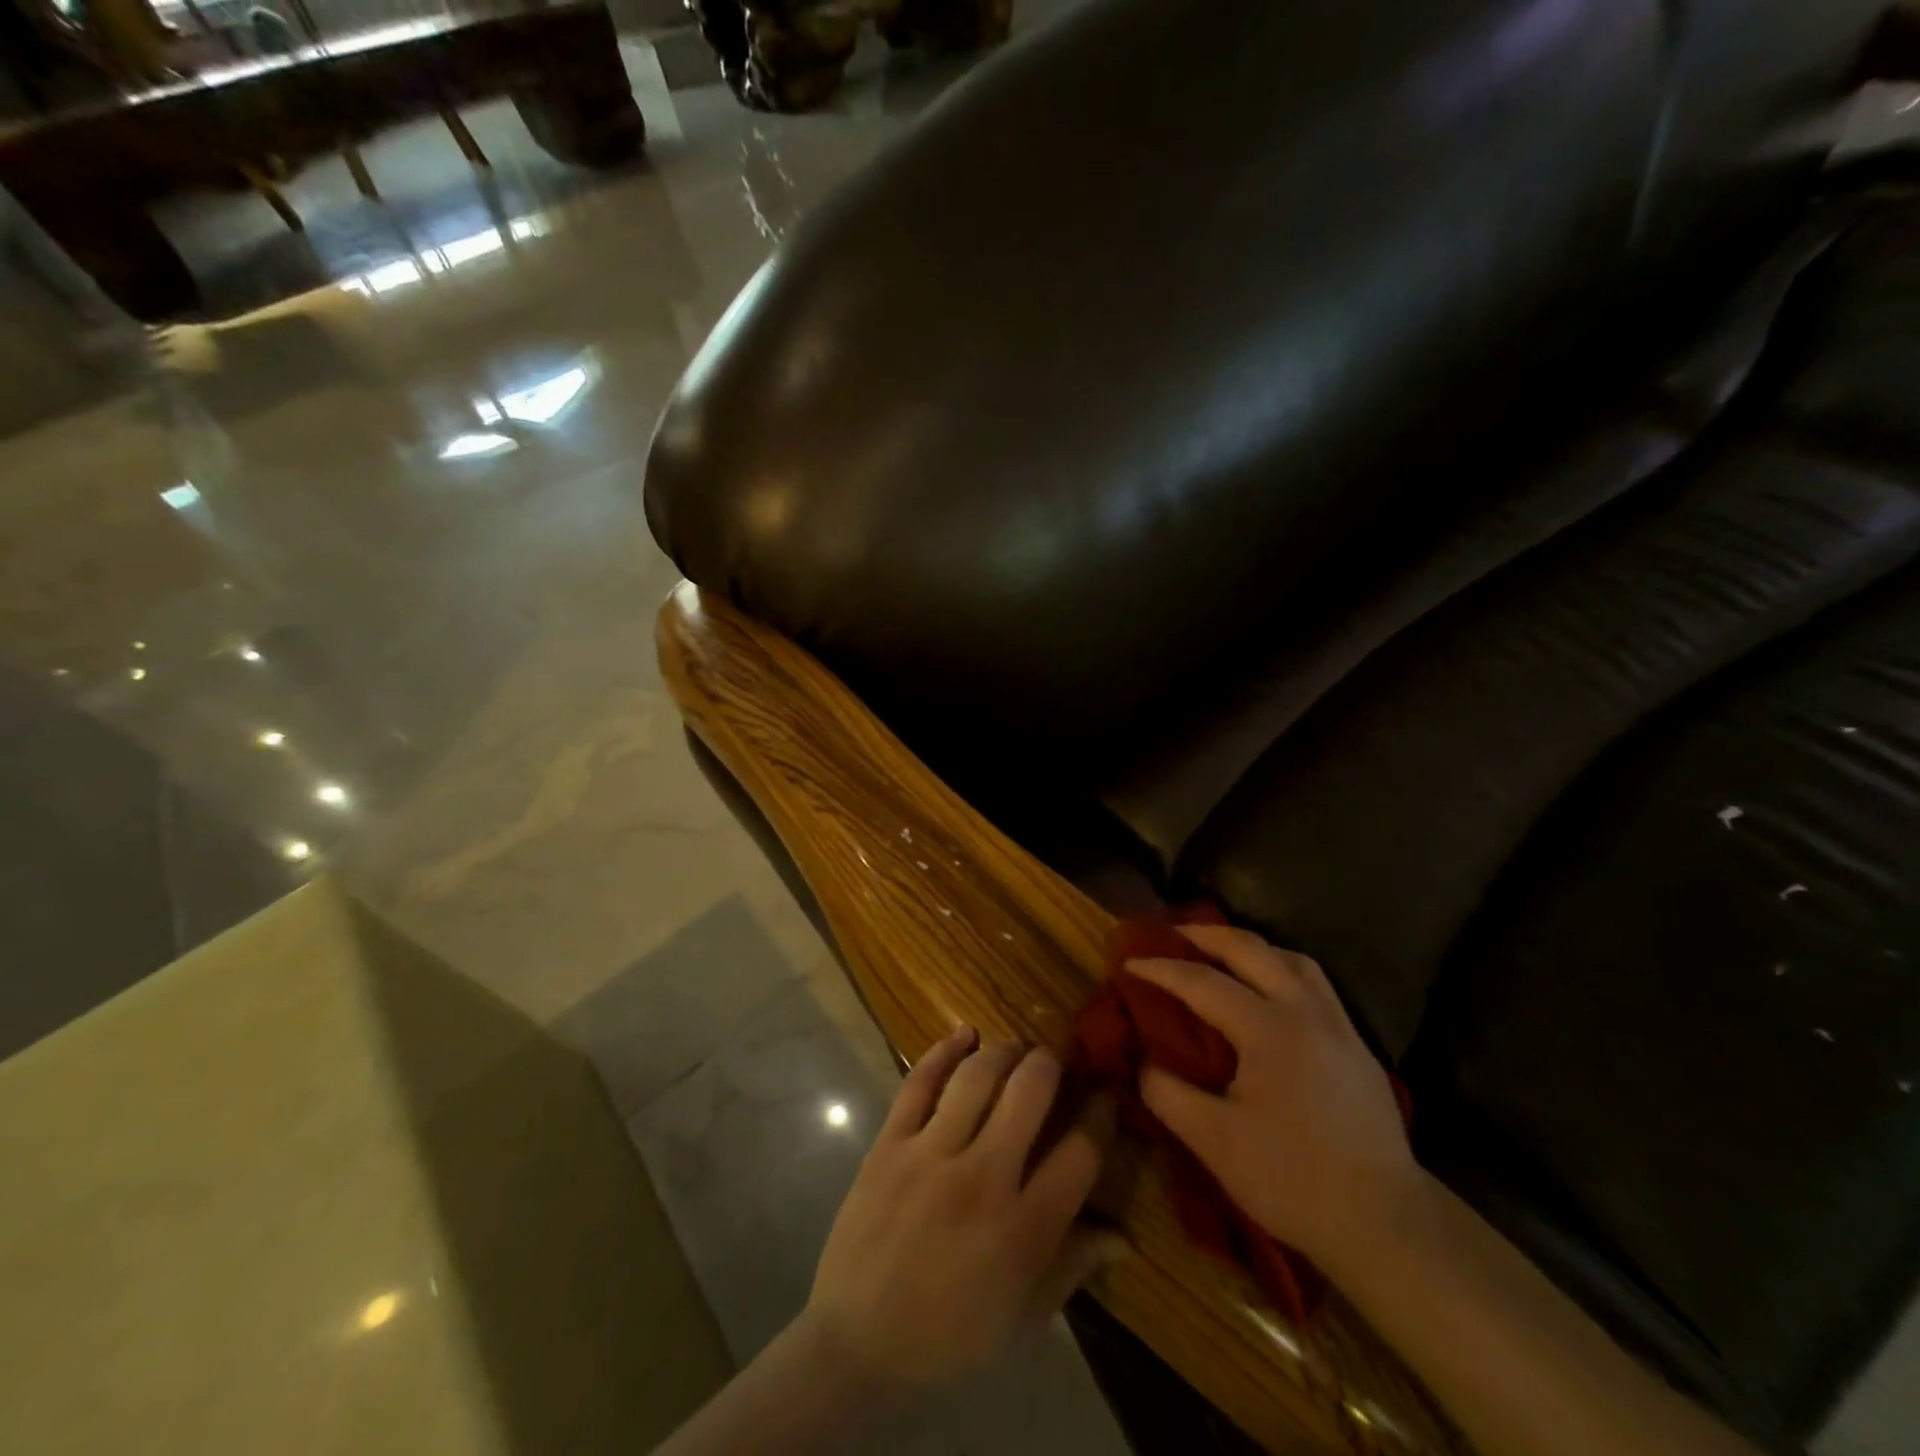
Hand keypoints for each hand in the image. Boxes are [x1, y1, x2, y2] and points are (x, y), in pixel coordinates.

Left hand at [801, 1027, 1120, 1393]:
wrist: (858, 1347)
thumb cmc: (950, 1338)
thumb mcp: (1023, 1315)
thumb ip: (1073, 1266)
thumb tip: (1123, 1236)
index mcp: (1023, 1230)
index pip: (1080, 1154)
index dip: (1101, 1116)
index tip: (1105, 1095)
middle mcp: (982, 1180)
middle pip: (1030, 1094)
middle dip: (1051, 1064)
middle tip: (1055, 1059)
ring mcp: (930, 1156)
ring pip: (977, 1077)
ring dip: (1005, 1051)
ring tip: (1016, 1048)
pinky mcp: (890, 1144)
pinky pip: (919, 1082)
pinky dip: (943, 1050)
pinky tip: (965, 1034)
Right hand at [1131, 925, 1420, 1276]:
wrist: (1386, 1224)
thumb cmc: (1293, 1180)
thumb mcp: (1214, 1143)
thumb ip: (1168, 1094)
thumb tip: (1142, 1062)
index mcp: (1269, 1030)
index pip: (1203, 982)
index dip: (1161, 970)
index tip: (1128, 963)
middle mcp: (1306, 1012)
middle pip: (1251, 949)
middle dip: (1205, 935)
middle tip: (1170, 935)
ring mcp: (1338, 1026)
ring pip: (1292, 959)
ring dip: (1250, 947)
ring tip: (1221, 953)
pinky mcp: (1357, 1047)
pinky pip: (1315, 983)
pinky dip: (1282, 969)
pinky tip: (1270, 991)